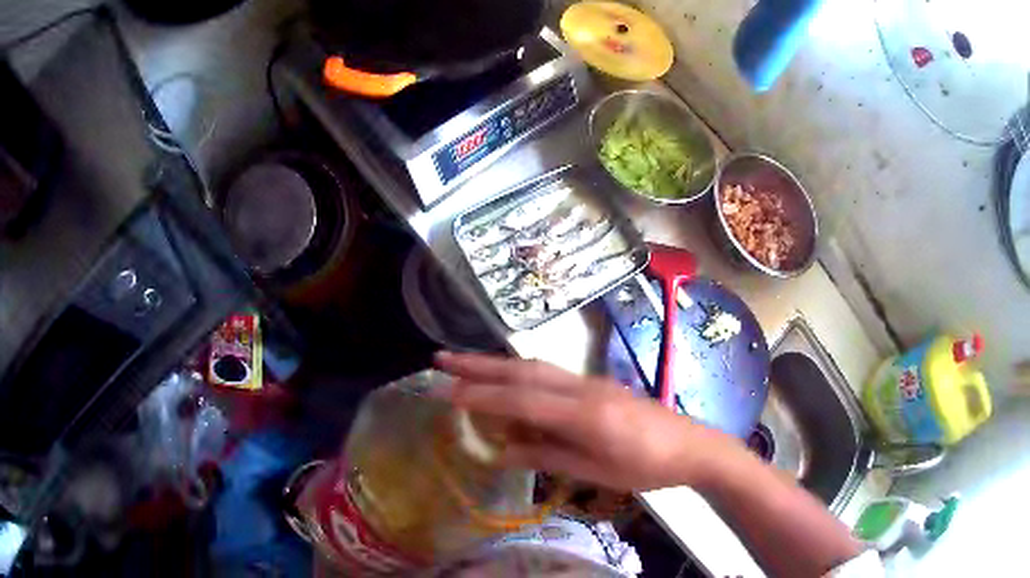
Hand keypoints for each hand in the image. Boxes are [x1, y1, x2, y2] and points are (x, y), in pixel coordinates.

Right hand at [434, 351, 739, 491]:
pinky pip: (551, 375)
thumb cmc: (646, 467)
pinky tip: (509, 381)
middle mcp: (583, 389)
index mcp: (583, 414)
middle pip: (523, 371)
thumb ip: (548, 457)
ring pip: (536, 367)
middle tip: (441, 359)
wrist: (692, 446)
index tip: (444, 392)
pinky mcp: (597, 385)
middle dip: (479, 365)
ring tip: (463, 364)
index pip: (520, 400)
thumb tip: (503, 451)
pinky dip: (521, 375)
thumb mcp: (596, 473)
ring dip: (497, 364)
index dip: (480, 395)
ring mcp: (591, 382)